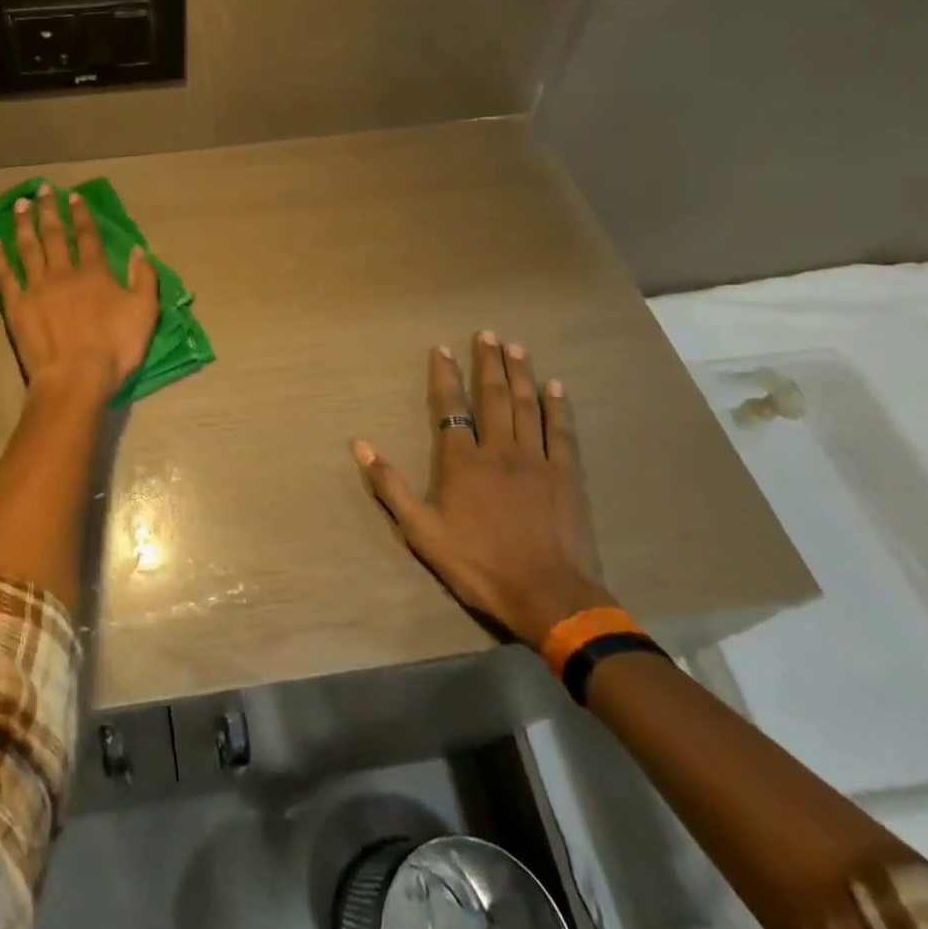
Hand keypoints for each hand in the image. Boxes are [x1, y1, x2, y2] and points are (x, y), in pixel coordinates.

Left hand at [0, 184, 158, 396]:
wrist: (75, 377)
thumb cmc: (115, 348)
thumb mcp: (145, 312)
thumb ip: (143, 278)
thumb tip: (138, 251)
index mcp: (95, 273)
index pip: (88, 236)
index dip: (81, 215)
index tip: (73, 197)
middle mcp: (63, 272)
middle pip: (55, 235)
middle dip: (49, 210)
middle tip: (42, 190)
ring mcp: (36, 288)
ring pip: (28, 248)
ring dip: (24, 224)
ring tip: (20, 205)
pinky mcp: (15, 306)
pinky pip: (4, 276)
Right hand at [351, 333, 612, 647]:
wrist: (547, 595)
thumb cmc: (479, 564)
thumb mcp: (421, 532)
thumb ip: (391, 485)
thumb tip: (360, 445)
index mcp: (462, 462)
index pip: (451, 408)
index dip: (445, 376)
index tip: (441, 349)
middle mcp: (499, 450)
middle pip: (493, 397)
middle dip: (488, 362)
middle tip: (488, 333)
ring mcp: (537, 460)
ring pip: (527, 406)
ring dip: (520, 373)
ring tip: (516, 347)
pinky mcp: (567, 475)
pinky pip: (562, 432)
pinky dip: (557, 407)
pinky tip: (555, 387)